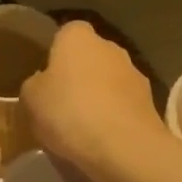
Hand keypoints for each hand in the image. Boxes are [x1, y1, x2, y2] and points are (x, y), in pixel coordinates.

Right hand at [21, 20, 165, 181]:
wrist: (124, 148)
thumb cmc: (68, 112)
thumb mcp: (30, 99)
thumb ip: (35, 84)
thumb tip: (43, 84)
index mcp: (77, 37)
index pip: (65, 33)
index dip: (55, 54)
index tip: (46, 78)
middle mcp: (110, 46)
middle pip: (90, 56)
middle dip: (79, 74)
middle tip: (62, 103)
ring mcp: (134, 73)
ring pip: (110, 80)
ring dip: (100, 95)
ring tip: (83, 126)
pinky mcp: (150, 102)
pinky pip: (124, 104)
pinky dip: (116, 116)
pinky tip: (104, 139)